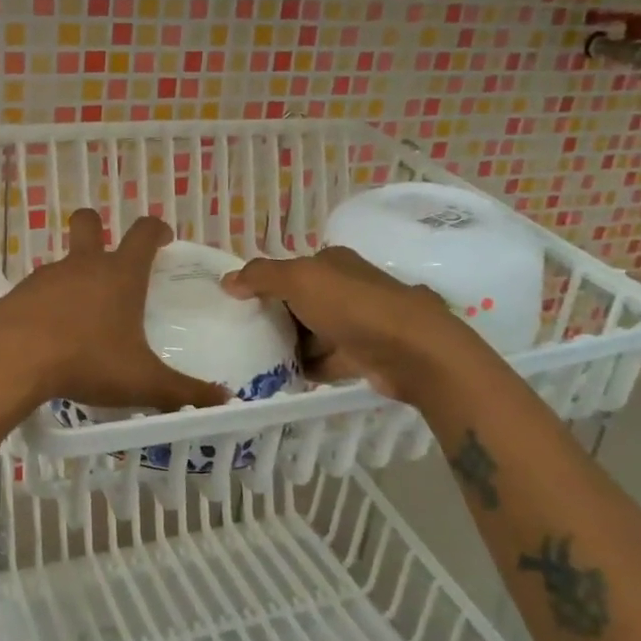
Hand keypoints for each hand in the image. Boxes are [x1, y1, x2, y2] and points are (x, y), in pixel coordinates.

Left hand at [0, 210, 230, 412]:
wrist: (12, 360)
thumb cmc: (86, 360)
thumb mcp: (142, 382)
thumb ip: (183, 392)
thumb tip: (222, 401)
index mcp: (119, 274)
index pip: (143, 233)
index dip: (156, 229)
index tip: (164, 238)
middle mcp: (82, 265)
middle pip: (88, 223)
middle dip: (98, 227)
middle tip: (109, 254)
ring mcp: (46, 277)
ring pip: (63, 263)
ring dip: (74, 279)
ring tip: (83, 319)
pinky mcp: (18, 295)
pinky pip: (38, 293)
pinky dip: (48, 306)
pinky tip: (51, 337)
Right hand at [220, 248, 487, 403]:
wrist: (412, 351)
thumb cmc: (352, 306)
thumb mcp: (299, 280)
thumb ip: (261, 277)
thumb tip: (228, 280)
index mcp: (332, 263)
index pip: (291, 269)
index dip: (265, 284)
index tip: (239, 305)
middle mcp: (346, 288)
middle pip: (300, 302)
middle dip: (276, 318)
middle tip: (245, 335)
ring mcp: (357, 322)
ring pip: (313, 333)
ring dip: (291, 346)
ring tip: (258, 360)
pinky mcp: (364, 354)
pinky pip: (327, 359)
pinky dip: (309, 367)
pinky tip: (286, 378)